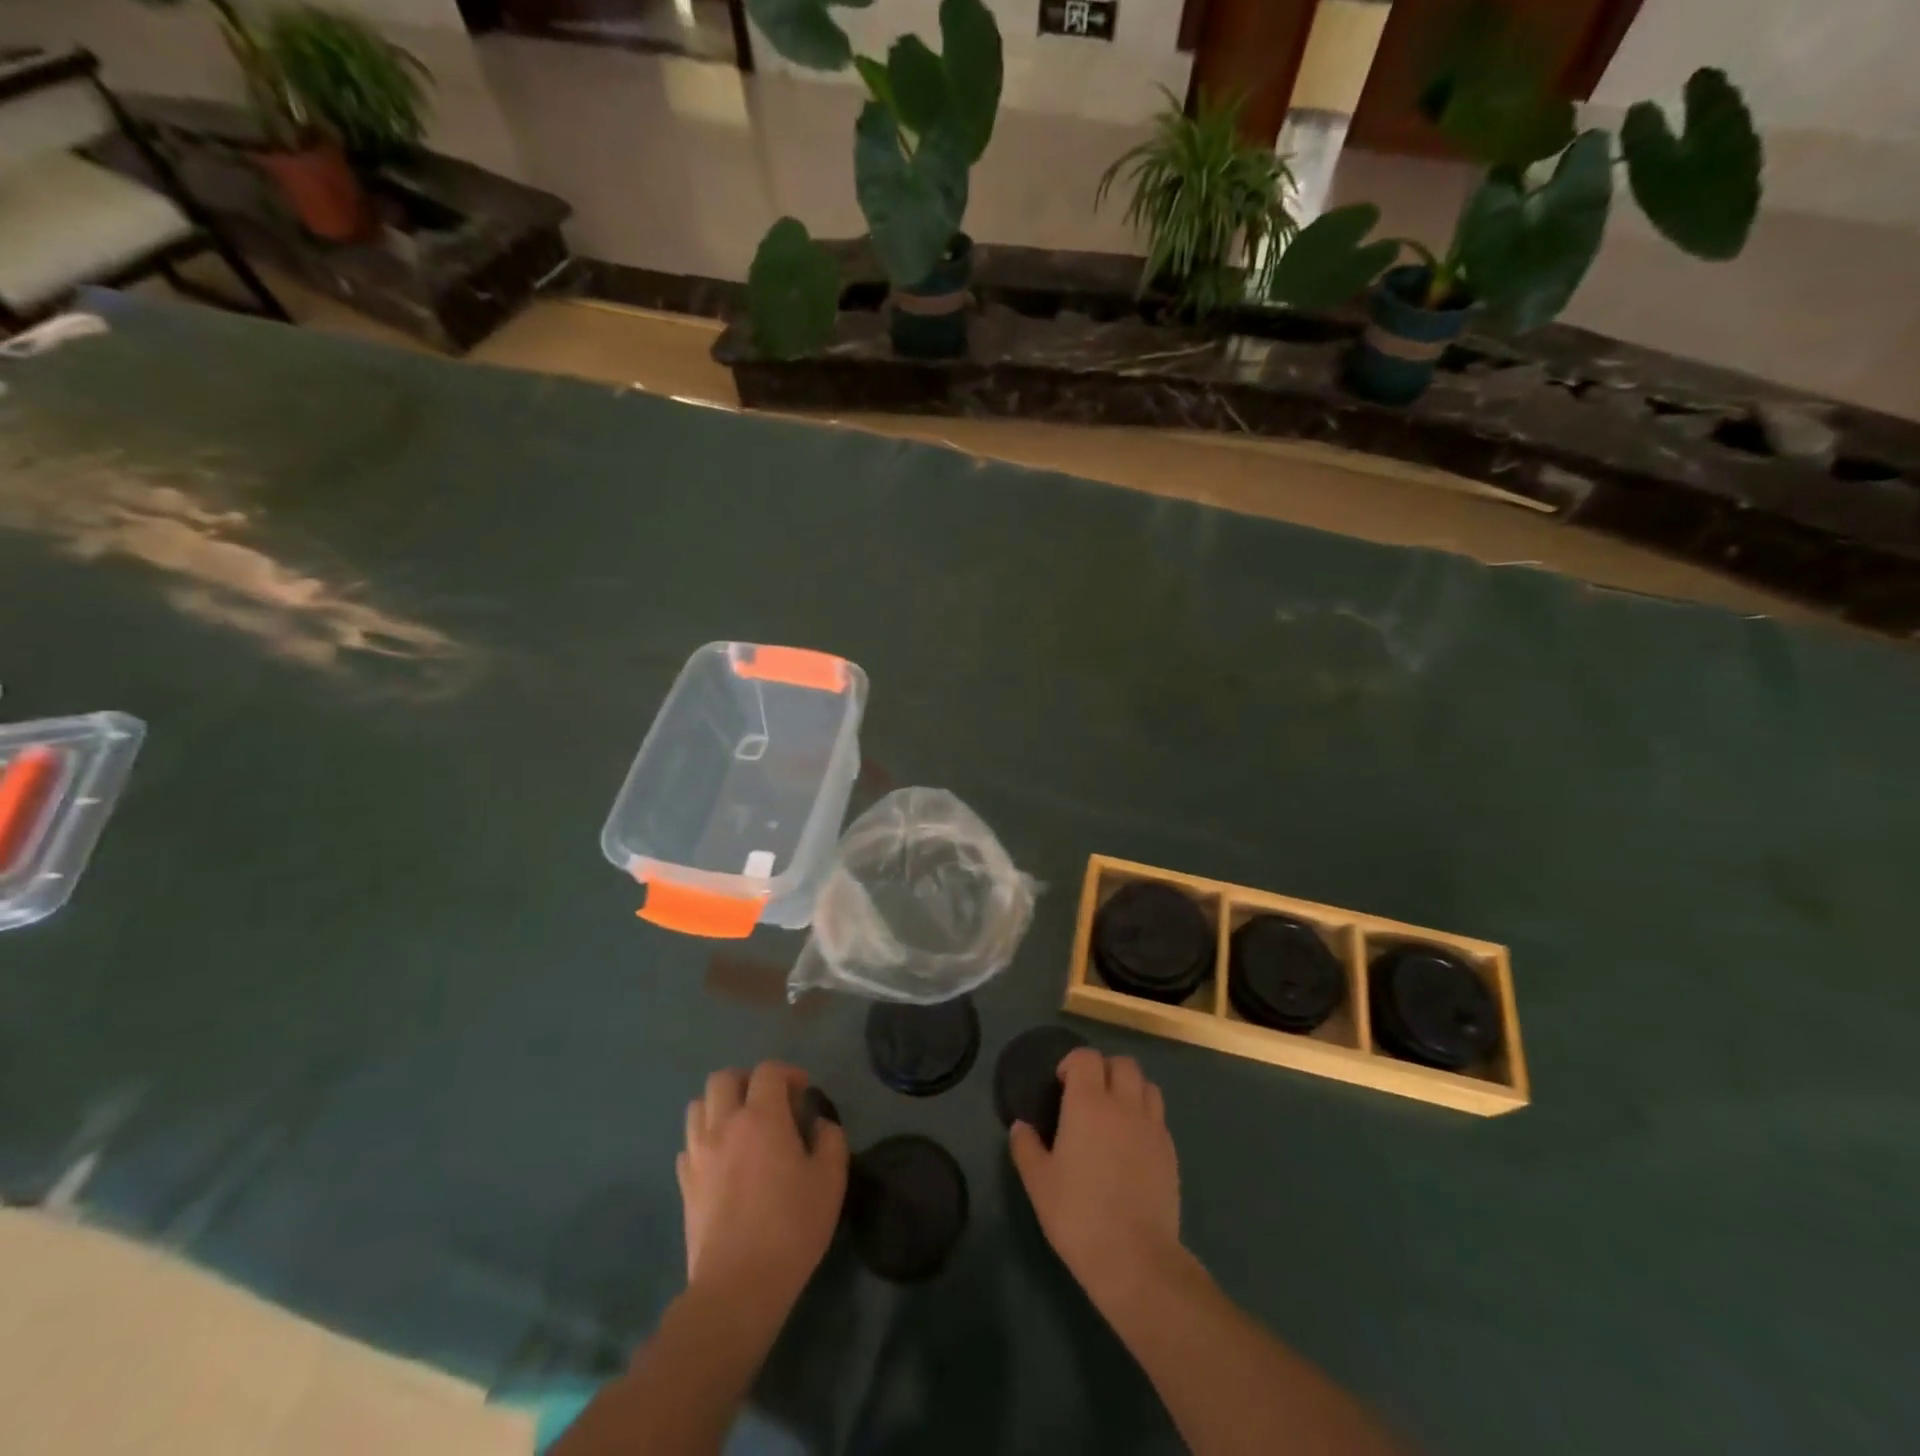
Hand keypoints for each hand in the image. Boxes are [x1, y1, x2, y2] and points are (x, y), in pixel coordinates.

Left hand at [678, 1062, 848, 1309]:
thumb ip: (830, 1139)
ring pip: (698, 1106)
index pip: (767, 1071)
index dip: (788, 1073)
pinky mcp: (684, 1184)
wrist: (737, 1286)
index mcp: (761, 1116)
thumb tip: (819, 1124)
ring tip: (741, 1128)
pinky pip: (689, 1144)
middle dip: (747, 1081)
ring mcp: (698, 1154)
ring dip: (720, 1106)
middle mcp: (724, 1124)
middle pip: (723, 1078)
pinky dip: (705, 1140)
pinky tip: (723, 1161)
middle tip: (769, 1103)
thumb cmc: (790, 1226)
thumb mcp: (830, 1179)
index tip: (803, 1093)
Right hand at [1009, 1047, 1182, 1308]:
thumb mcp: (1039, 1182)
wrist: (1134, 1257)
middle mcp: (1123, 1104)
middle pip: (1122, 1063)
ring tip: (1115, 1113)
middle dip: (1104, 1070)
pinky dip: (1145, 1117)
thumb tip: (1021, 1126)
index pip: (1087, 1057)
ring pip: (1147, 1085)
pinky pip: (1158, 1117)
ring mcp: (1152, 1126)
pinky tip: (1133, 1144)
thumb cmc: (1078, 1214)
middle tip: (1089, 1095)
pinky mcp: (1170, 1151)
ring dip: (1130, 1088)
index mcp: (1088, 1103)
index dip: (1073, 1062)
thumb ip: (1026, 1147)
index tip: (1062, 1084)